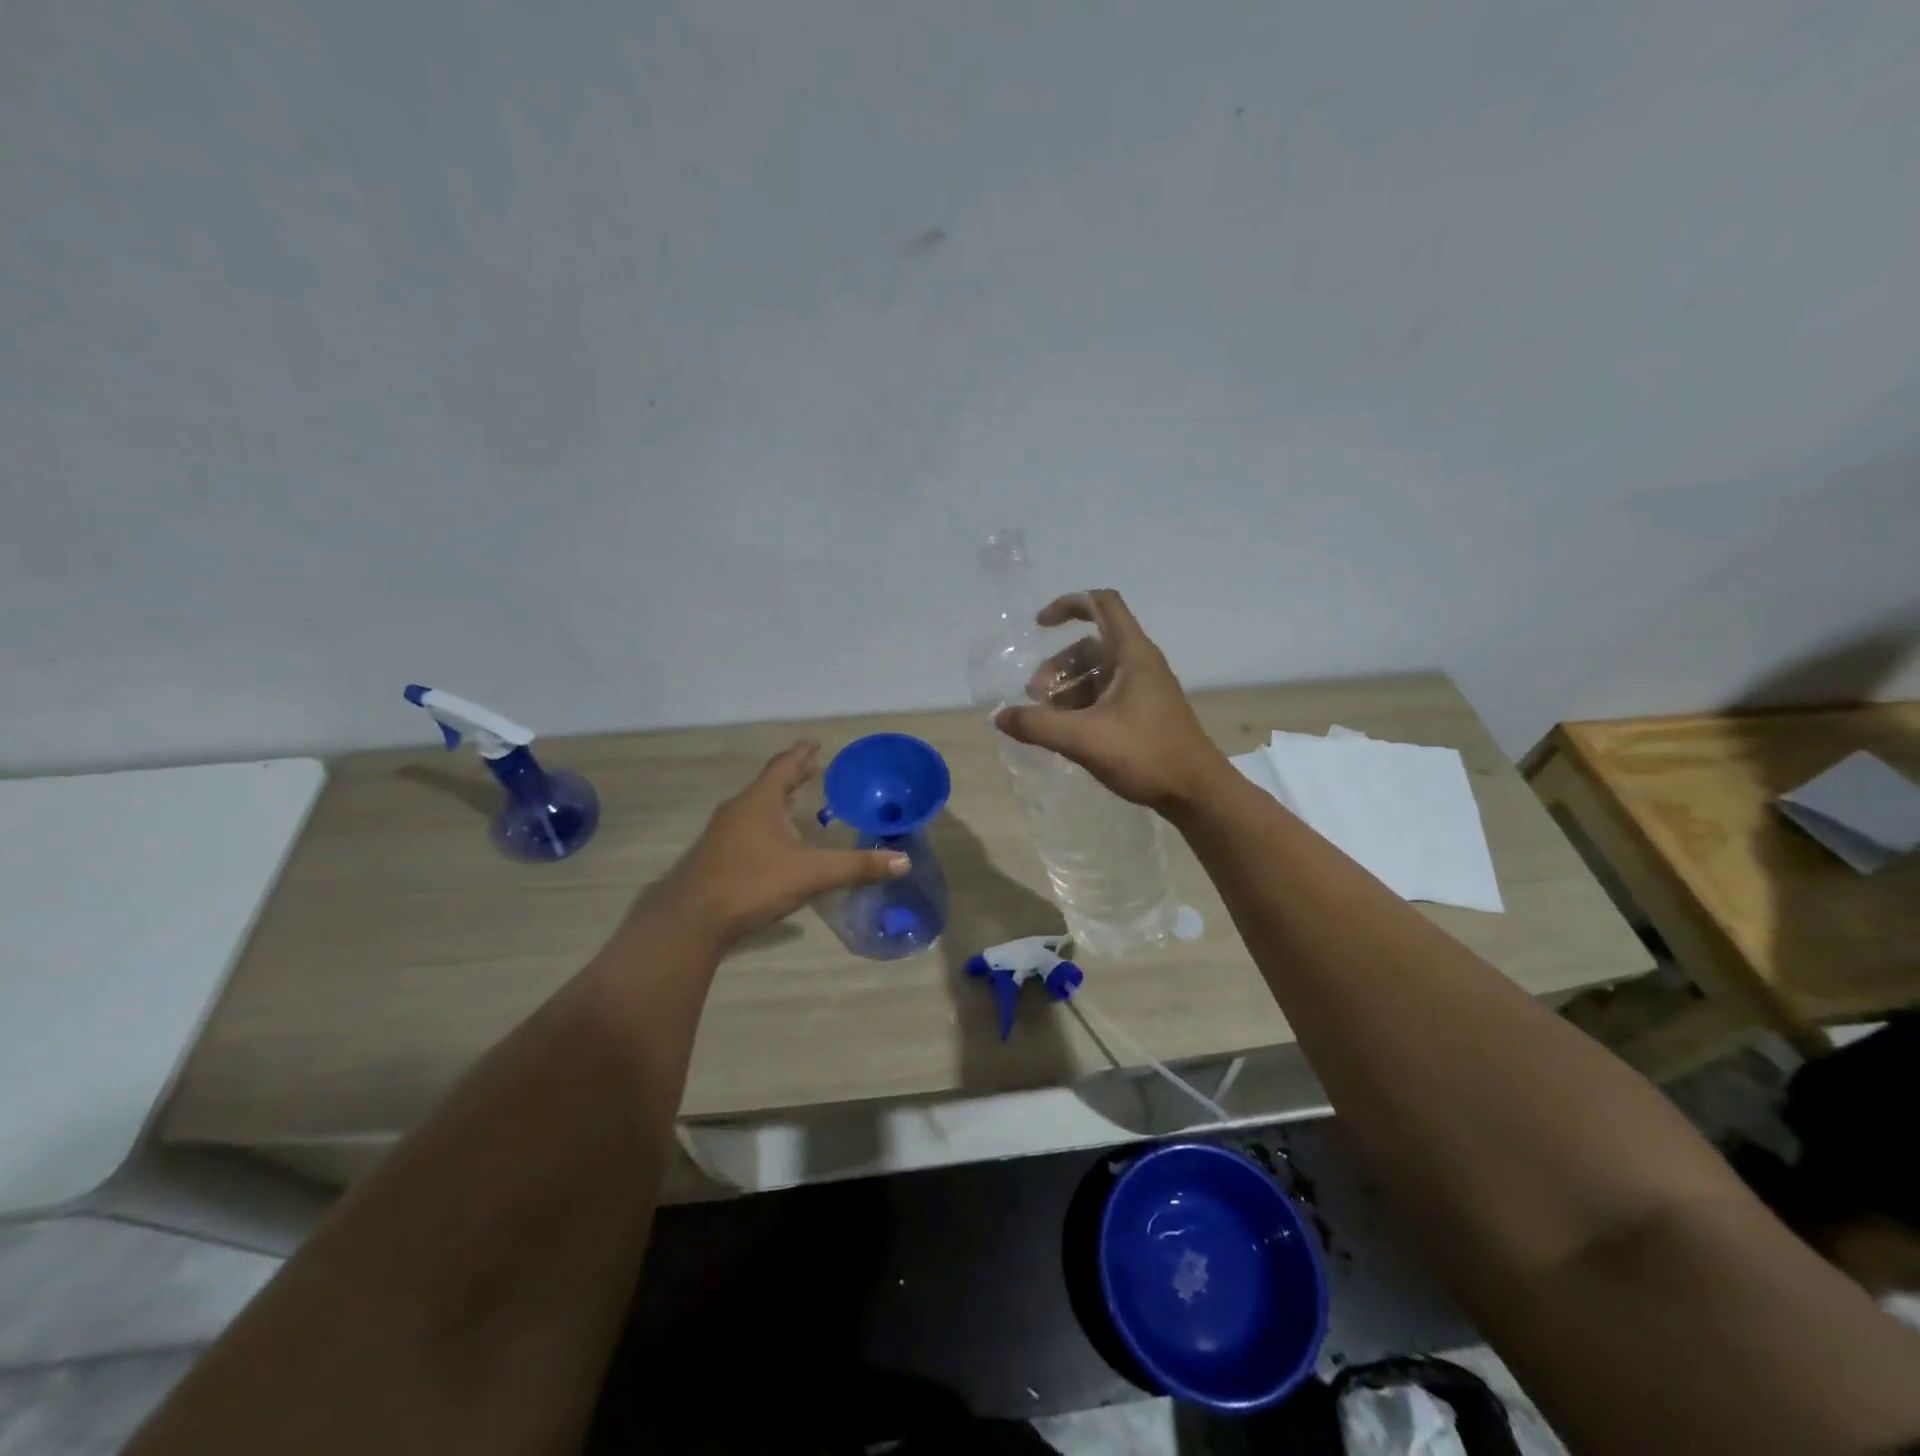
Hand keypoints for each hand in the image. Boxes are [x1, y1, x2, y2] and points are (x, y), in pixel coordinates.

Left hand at [667, 742, 909, 943]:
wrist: (693, 920)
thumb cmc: (753, 883)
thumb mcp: (813, 874)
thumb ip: (857, 867)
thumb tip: (902, 861)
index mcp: (760, 801)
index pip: (784, 766)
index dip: (802, 753)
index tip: (816, 743)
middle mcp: (739, 810)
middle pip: (770, 784)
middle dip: (793, 776)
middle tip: (814, 769)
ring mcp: (723, 833)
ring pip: (756, 807)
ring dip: (778, 800)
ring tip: (798, 801)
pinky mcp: (716, 856)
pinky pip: (747, 827)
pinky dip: (767, 822)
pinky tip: (777, 842)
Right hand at [994, 590, 1225, 814]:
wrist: (1196, 792)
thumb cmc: (1145, 755)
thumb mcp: (1084, 739)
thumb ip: (1038, 725)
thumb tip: (1000, 717)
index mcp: (1132, 655)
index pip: (1102, 604)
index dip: (1069, 605)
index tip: (1040, 626)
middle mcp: (1140, 664)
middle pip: (1091, 645)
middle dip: (1058, 665)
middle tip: (1035, 696)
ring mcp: (1144, 690)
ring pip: (1097, 674)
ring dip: (1067, 689)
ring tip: (1045, 718)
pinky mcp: (1144, 713)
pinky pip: (1105, 696)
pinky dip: (1081, 706)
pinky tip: (1065, 733)